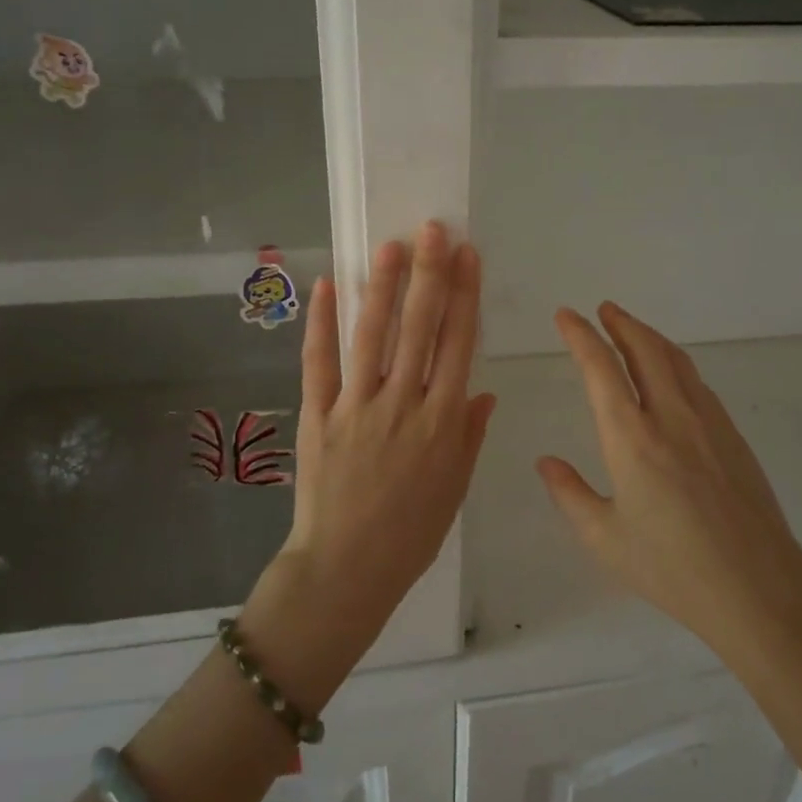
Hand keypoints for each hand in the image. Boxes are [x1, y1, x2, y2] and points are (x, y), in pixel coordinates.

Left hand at [271, 223, 496, 645]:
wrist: (346, 570)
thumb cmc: (409, 535)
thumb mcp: (454, 488)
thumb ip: (469, 436)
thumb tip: (484, 393)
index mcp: (443, 423)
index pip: (458, 345)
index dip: (464, 296)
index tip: (468, 257)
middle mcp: (404, 405)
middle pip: (421, 329)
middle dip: (430, 275)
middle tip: (434, 230)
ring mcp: (357, 408)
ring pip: (373, 336)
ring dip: (384, 287)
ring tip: (392, 246)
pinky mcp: (318, 416)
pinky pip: (319, 363)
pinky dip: (322, 323)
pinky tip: (328, 287)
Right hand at [537, 303, 801, 659]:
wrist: (759, 589)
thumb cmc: (672, 568)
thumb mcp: (604, 539)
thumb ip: (570, 495)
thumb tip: (546, 463)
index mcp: (631, 439)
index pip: (601, 370)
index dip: (581, 336)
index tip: (566, 316)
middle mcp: (671, 418)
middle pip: (645, 351)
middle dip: (621, 323)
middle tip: (603, 309)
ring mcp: (709, 424)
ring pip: (677, 362)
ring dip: (650, 338)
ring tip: (632, 330)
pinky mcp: (733, 438)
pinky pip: (698, 384)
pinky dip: (676, 364)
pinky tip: (672, 376)